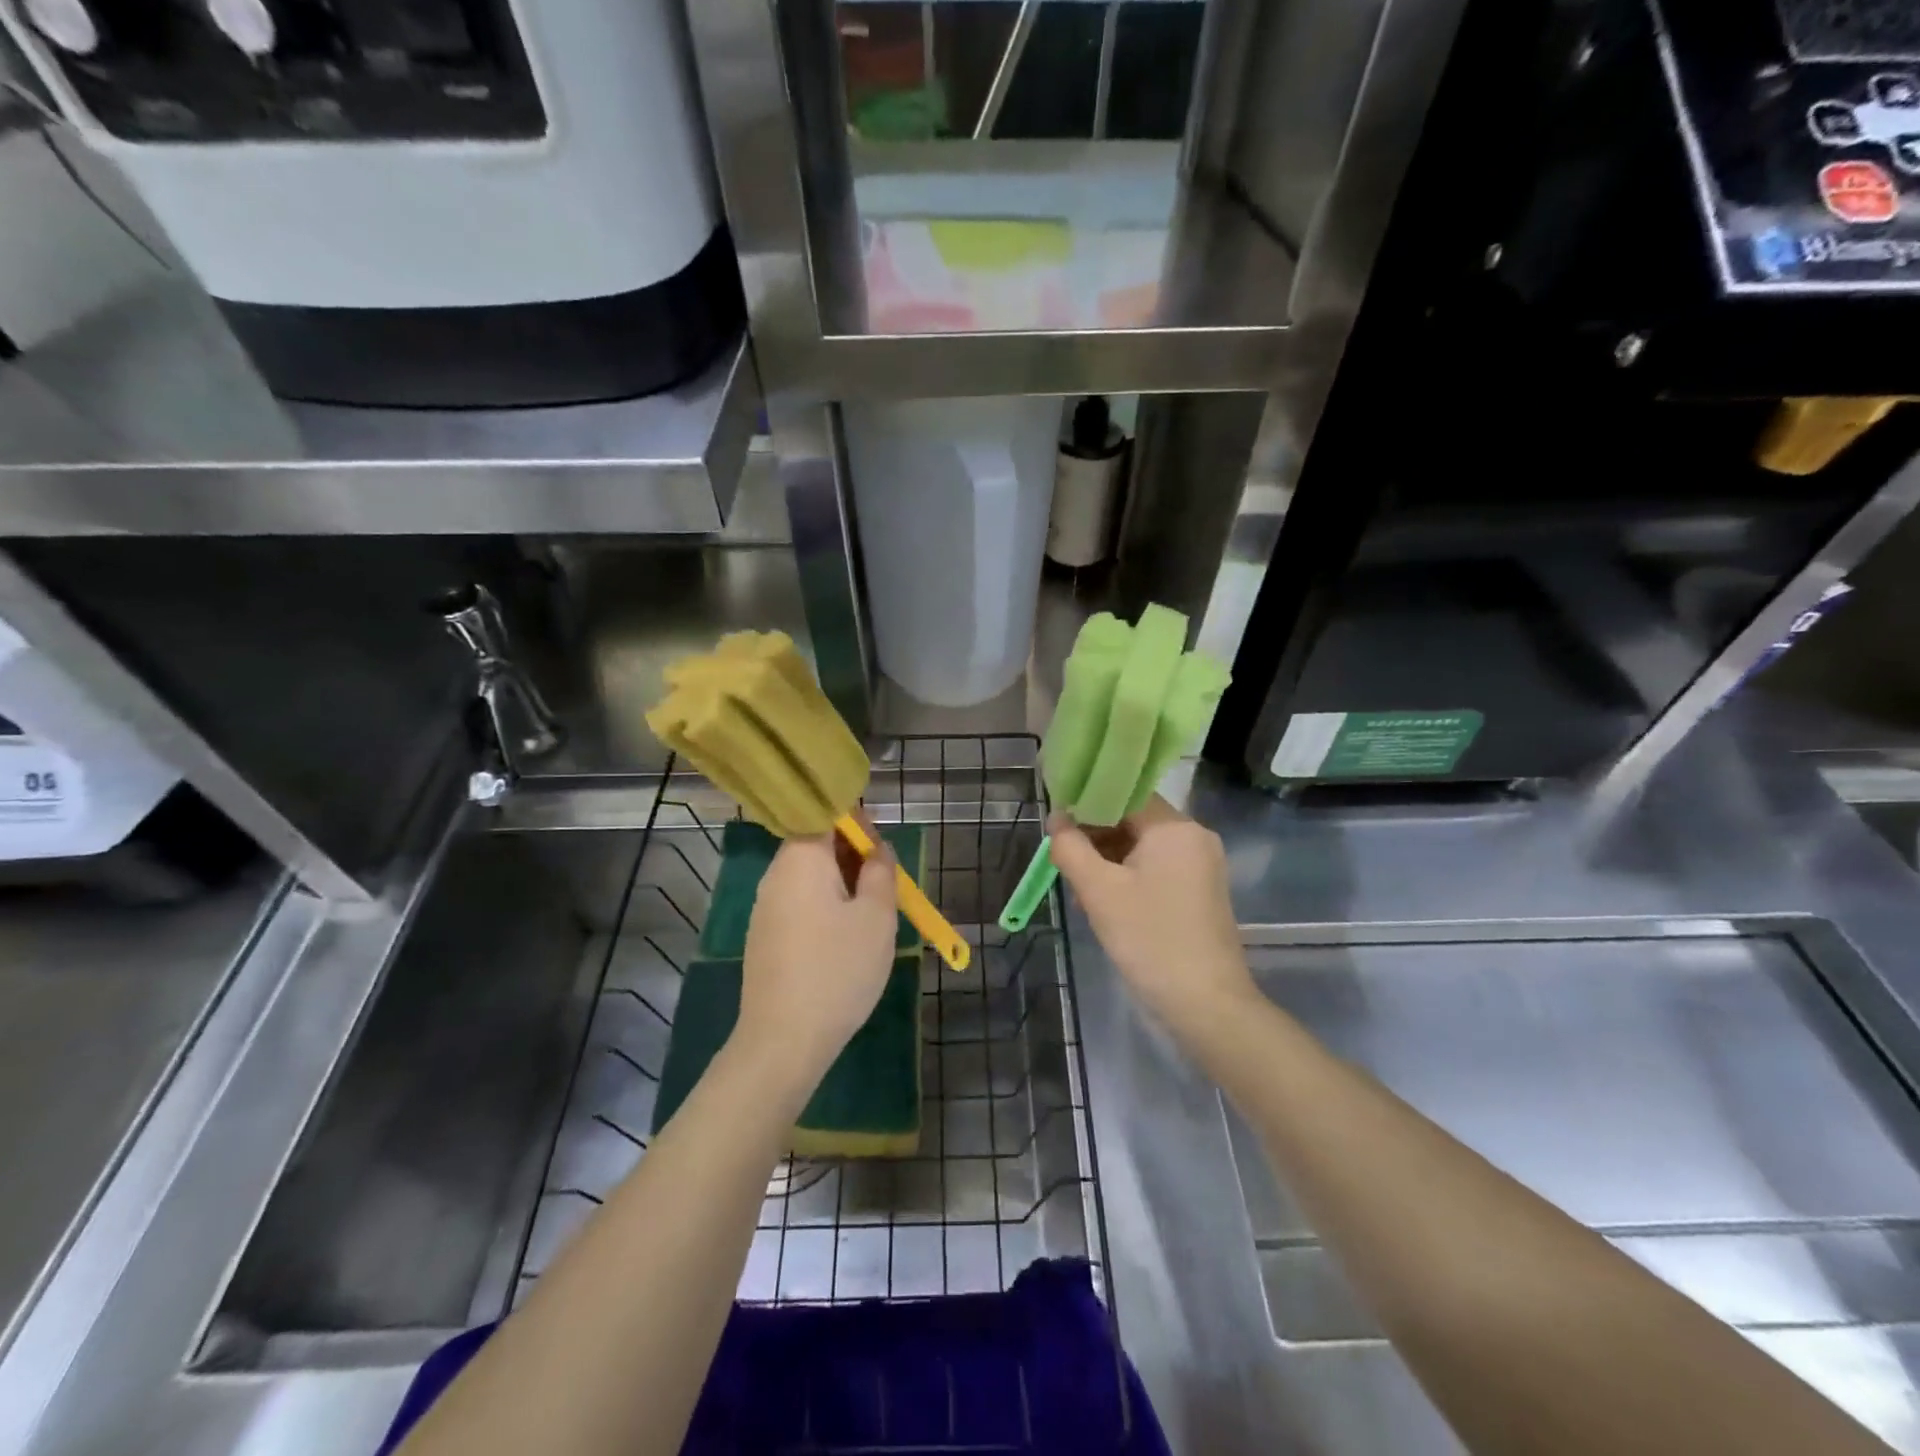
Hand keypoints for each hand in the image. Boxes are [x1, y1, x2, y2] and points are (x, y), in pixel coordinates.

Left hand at [736, 818, 897, 1095]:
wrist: (783, 1040)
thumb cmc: (838, 969)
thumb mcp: (876, 916)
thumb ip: (881, 872)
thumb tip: (877, 850)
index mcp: (801, 858)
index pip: (826, 816)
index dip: (858, 823)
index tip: (883, 848)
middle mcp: (776, 874)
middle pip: (816, 845)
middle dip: (853, 856)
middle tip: (885, 882)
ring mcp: (766, 907)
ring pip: (810, 877)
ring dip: (842, 883)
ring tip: (872, 911)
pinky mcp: (765, 936)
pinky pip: (800, 903)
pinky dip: (825, 906)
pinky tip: (845, 937)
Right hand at [1049, 797, 1256, 1033]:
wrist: (1206, 1005)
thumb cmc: (1149, 939)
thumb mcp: (1099, 891)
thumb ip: (1071, 848)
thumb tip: (1056, 819)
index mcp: (1175, 827)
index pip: (1124, 797)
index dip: (1087, 805)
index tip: (1057, 826)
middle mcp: (1195, 837)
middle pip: (1134, 820)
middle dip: (1096, 837)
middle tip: (1064, 860)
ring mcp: (1202, 865)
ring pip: (1143, 846)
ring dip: (1110, 859)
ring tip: (1081, 886)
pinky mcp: (1201, 891)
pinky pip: (1158, 868)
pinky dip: (1130, 876)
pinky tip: (1106, 900)